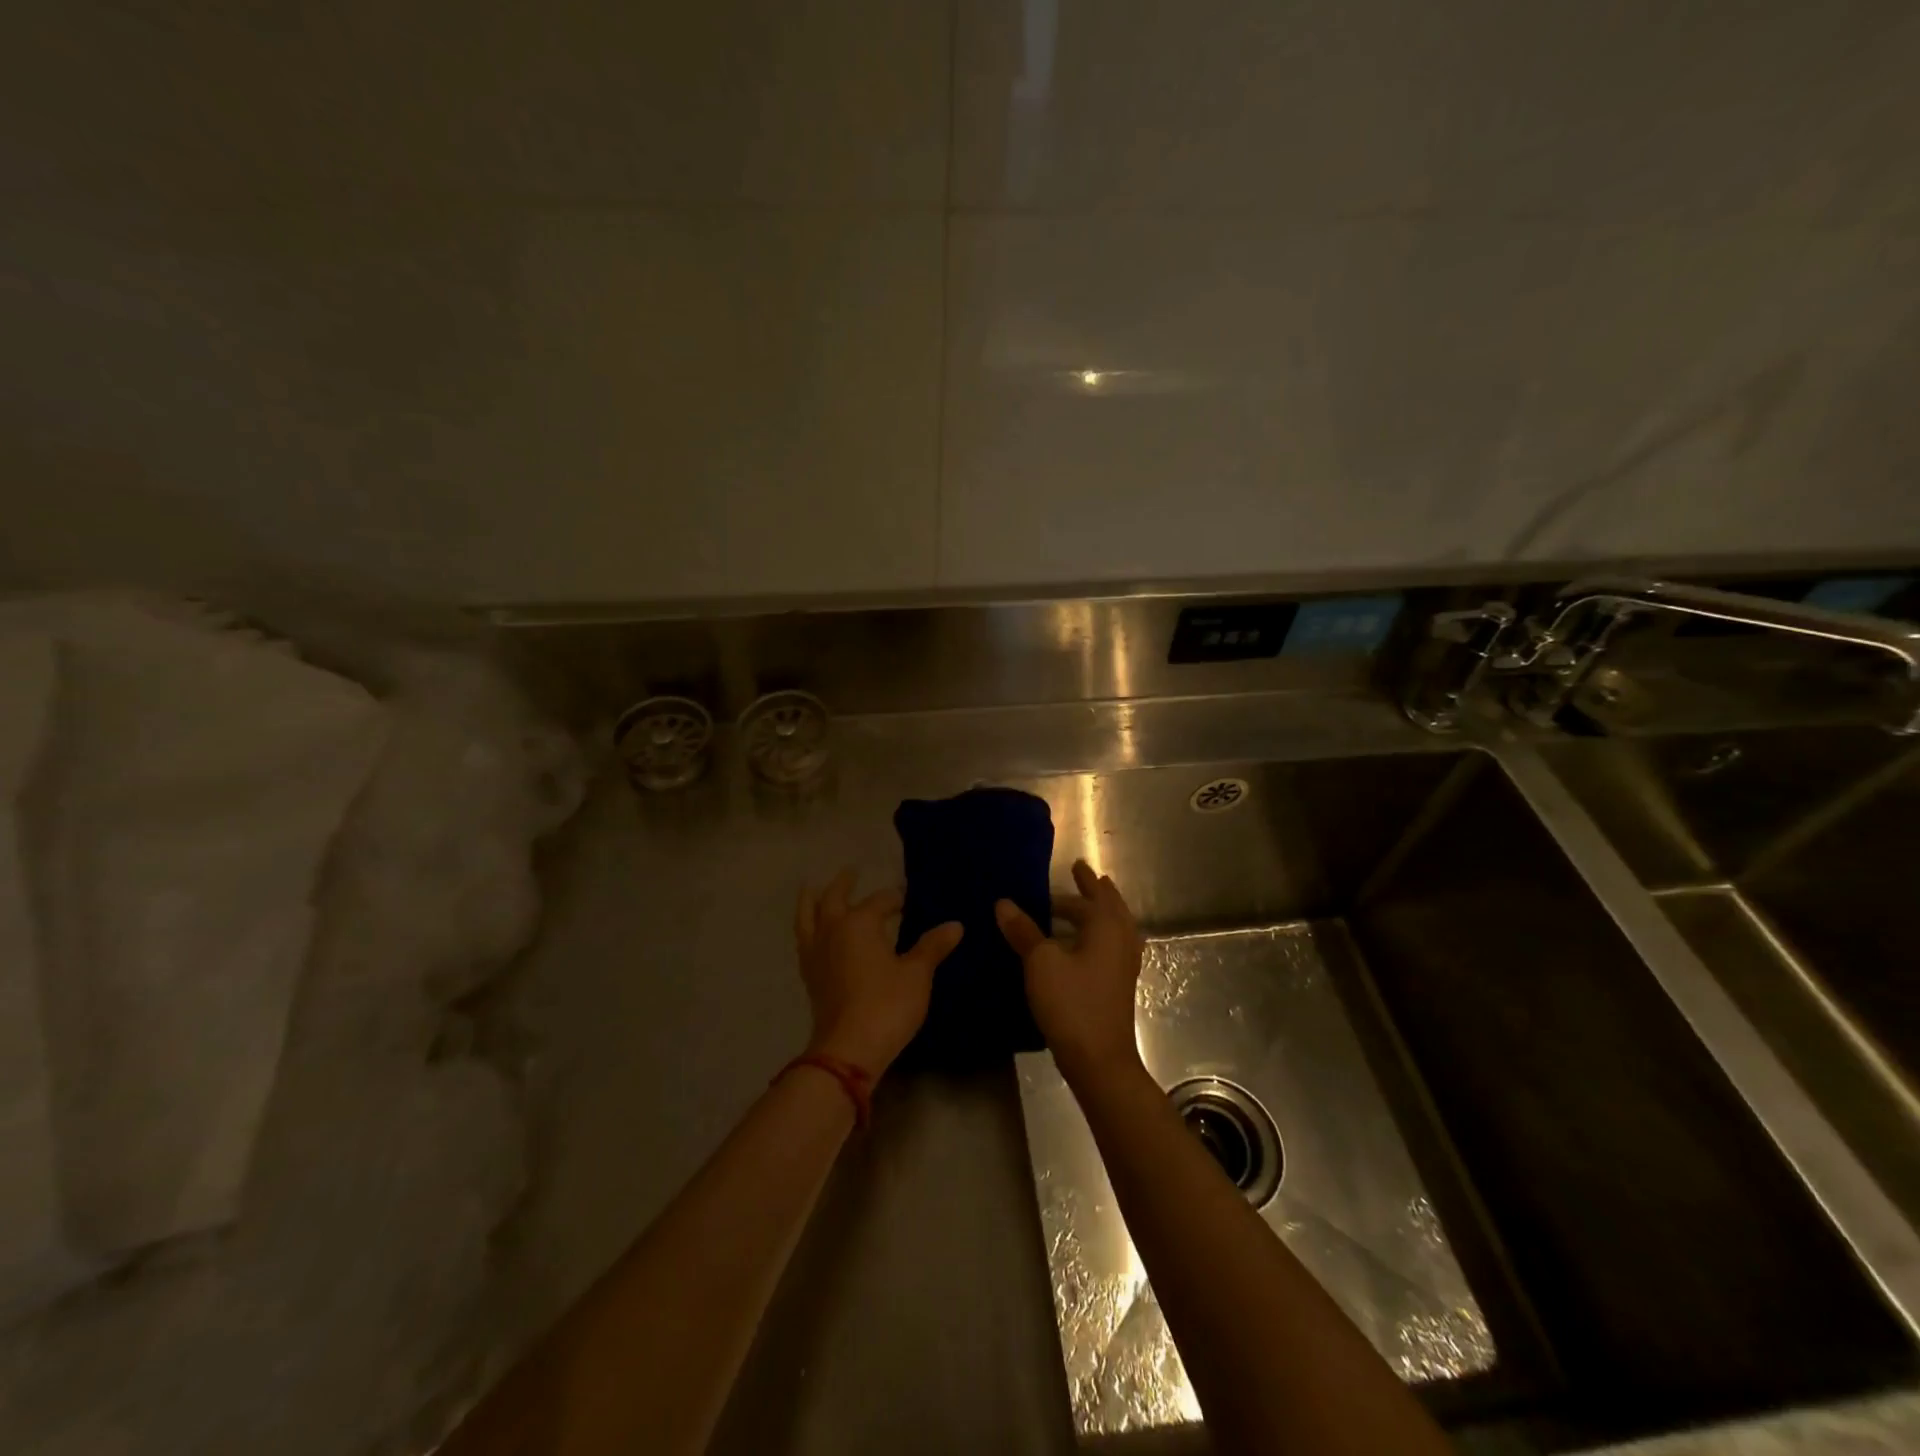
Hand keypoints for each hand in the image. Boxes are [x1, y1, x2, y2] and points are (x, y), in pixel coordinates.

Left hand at [795, 869, 963, 1080]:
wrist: (849, 1048)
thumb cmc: (887, 1004)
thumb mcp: (917, 974)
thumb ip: (933, 947)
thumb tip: (955, 925)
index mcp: (860, 922)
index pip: (880, 901)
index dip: (895, 898)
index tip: (906, 898)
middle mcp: (833, 930)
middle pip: (834, 898)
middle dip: (844, 884)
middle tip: (851, 871)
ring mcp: (816, 953)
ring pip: (808, 917)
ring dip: (812, 900)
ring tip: (813, 889)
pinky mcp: (810, 976)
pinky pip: (805, 940)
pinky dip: (808, 928)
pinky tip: (814, 933)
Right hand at [996, 860, 1144, 1088]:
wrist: (1099, 1060)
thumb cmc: (1071, 1003)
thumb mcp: (1040, 962)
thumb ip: (1024, 930)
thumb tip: (1003, 903)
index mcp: (1107, 926)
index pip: (1092, 895)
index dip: (1081, 881)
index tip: (1074, 865)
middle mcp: (1121, 940)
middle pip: (1110, 907)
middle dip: (1094, 892)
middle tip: (1080, 877)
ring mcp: (1124, 965)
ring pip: (1114, 927)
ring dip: (1098, 913)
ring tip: (1080, 908)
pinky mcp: (1118, 985)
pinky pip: (1111, 946)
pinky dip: (1098, 935)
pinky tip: (1081, 946)